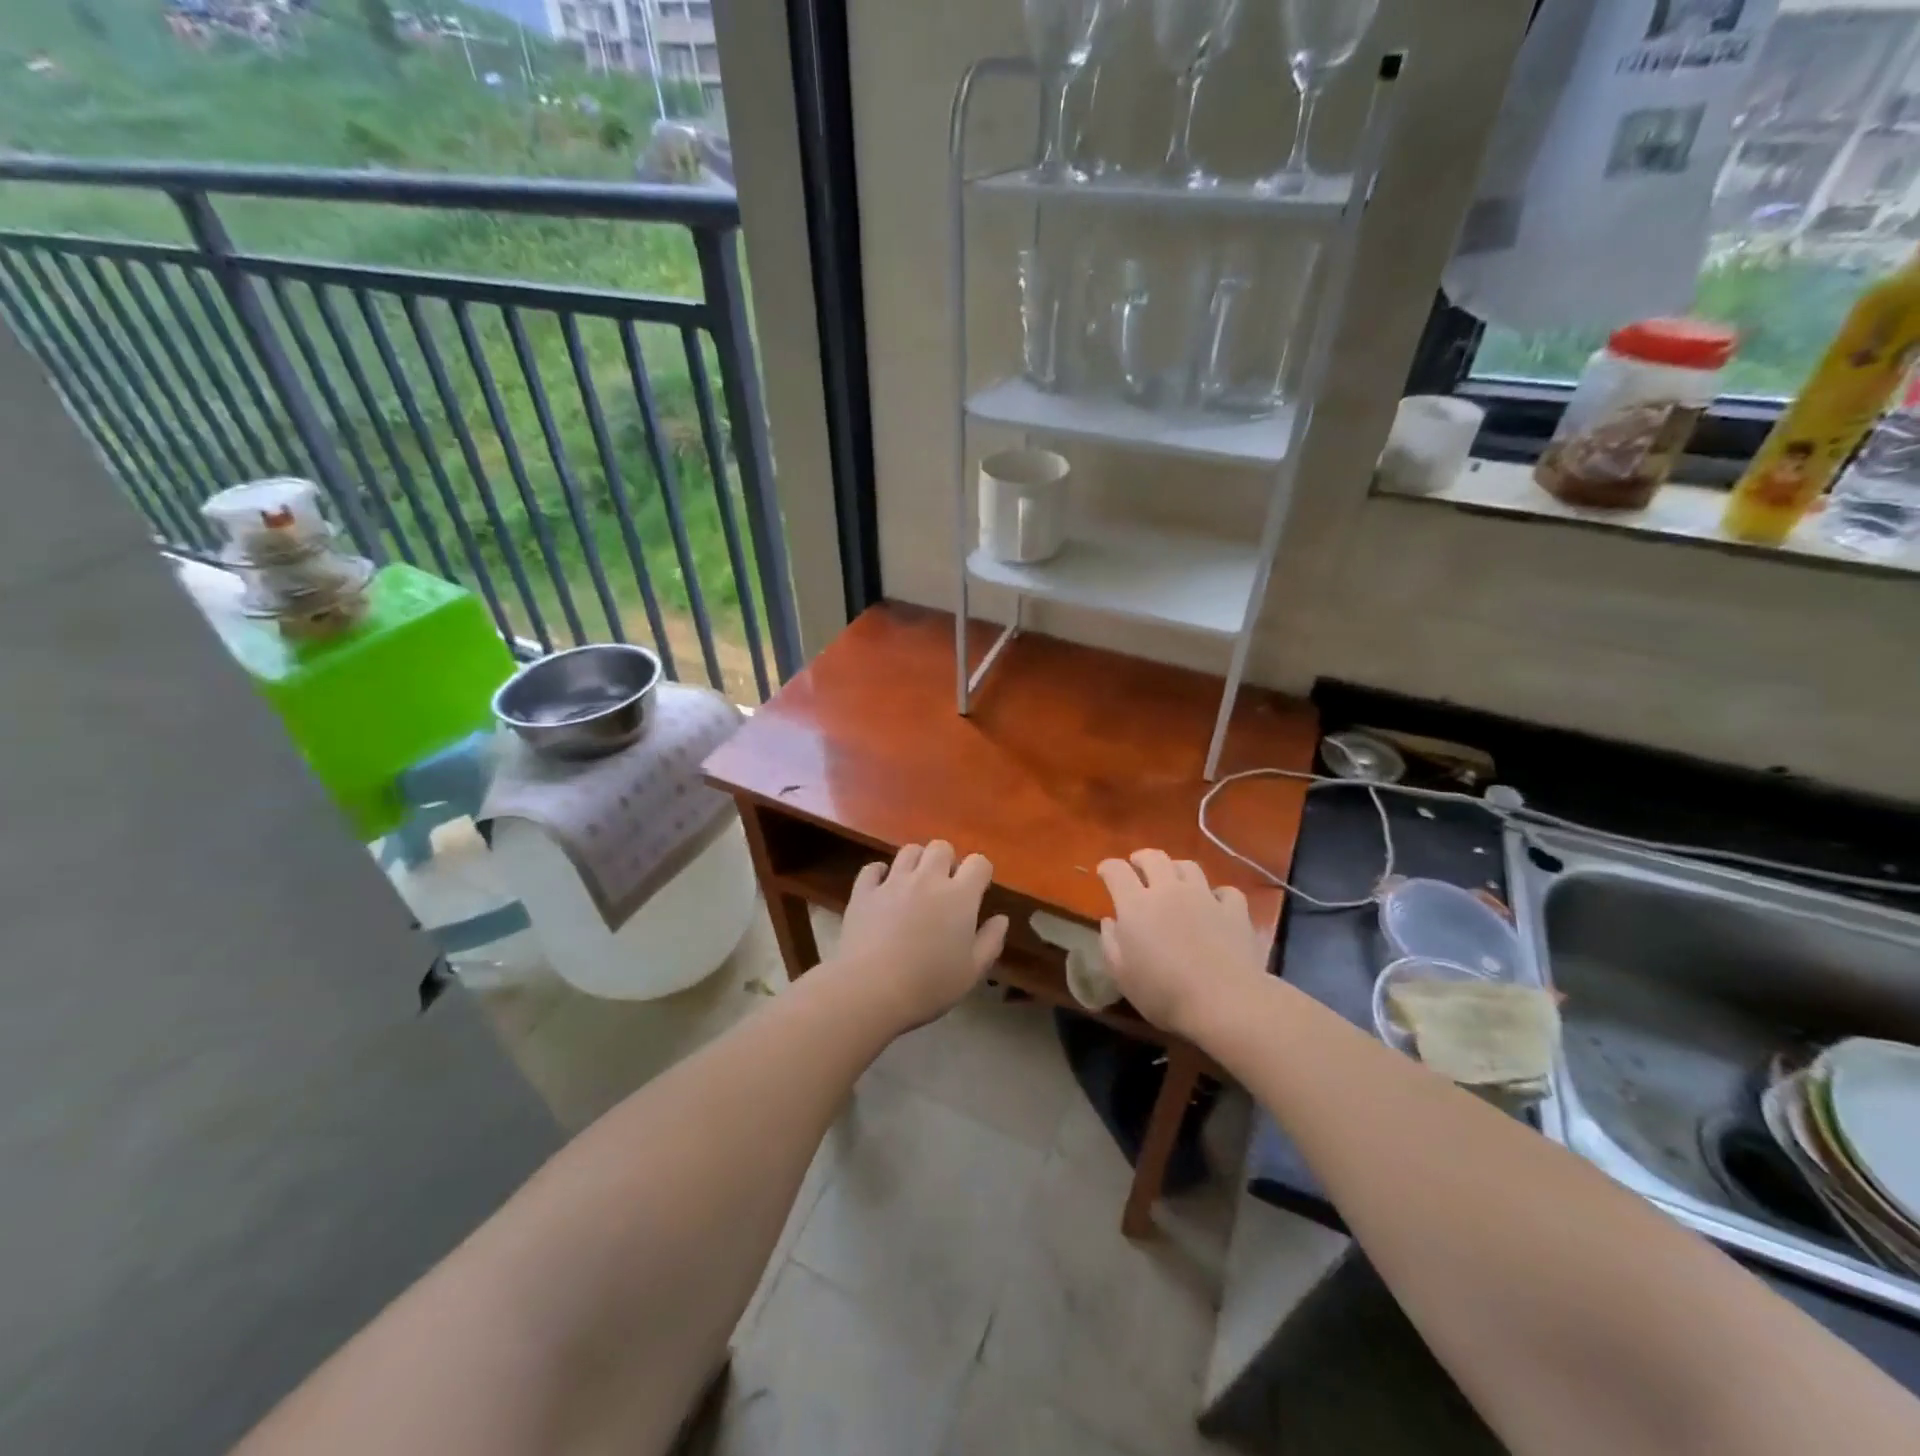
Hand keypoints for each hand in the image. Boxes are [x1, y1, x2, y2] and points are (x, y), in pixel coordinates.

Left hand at [835, 841, 1008, 1029]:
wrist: (870, 990)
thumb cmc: (929, 985)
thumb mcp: (972, 972)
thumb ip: (991, 941)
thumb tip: (1001, 918)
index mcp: (959, 896)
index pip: (979, 863)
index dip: (980, 873)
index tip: (978, 891)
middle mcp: (927, 879)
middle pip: (941, 847)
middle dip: (947, 861)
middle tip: (945, 887)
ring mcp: (892, 882)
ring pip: (909, 851)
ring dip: (916, 862)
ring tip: (915, 885)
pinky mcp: (864, 891)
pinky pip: (873, 868)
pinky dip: (880, 874)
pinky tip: (883, 890)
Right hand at [1097, 850, 1265, 1038]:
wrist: (1224, 1002)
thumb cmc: (1163, 993)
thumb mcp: (1122, 975)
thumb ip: (1110, 943)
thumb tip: (1110, 921)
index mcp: (1136, 904)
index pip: (1117, 870)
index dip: (1108, 867)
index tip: (1104, 873)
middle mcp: (1169, 890)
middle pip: (1154, 857)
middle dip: (1141, 858)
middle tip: (1137, 867)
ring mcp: (1205, 897)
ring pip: (1188, 866)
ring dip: (1176, 869)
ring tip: (1174, 881)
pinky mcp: (1234, 910)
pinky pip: (1225, 891)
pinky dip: (1217, 894)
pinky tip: (1214, 904)